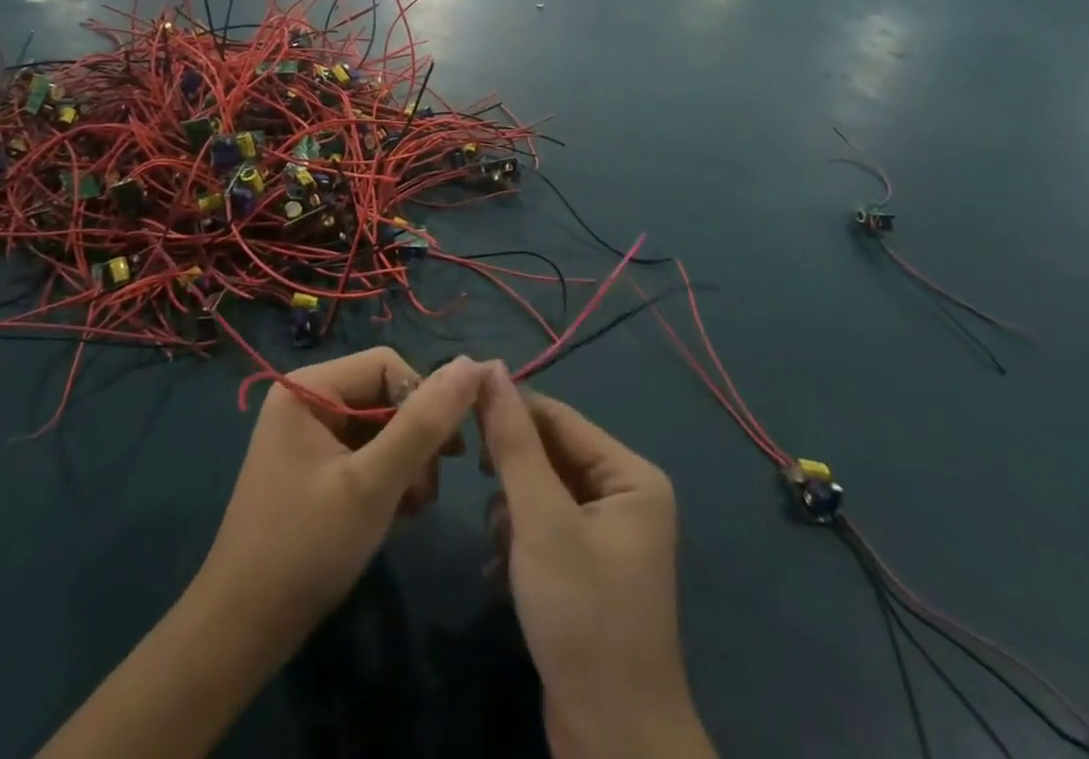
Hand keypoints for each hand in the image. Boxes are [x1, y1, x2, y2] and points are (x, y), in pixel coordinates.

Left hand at [196, 350, 486, 646]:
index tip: (445, 453)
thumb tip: (472, 365)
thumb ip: (423, 424)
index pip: (387, 364)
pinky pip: (364, 452)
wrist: (241, 632)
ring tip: (413, 508)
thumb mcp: (373, 484)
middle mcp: (306, 399)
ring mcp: (308, 435)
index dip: (422, 400)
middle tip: (428, 491)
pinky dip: (386, 478)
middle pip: (384, 394)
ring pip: (380, 426)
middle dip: (415, 439)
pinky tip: (396, 514)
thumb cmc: (306, 548)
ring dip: (406, 463)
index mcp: (309, 387)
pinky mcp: (313, 467)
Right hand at [477, 364, 714, 758]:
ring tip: (497, 540)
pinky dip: (518, 540)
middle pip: (551, 454)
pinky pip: (544, 528)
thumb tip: (489, 367)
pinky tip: (499, 568)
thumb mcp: (541, 519)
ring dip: (511, 508)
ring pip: (542, 491)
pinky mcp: (586, 571)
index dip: (509, 409)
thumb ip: (513, 441)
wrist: (612, 742)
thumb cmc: (581, 614)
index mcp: (630, 476)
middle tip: (473, 474)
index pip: (558, 418)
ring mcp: (606, 536)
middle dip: (511, 469)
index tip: (457, 406)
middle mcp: (624, 496)